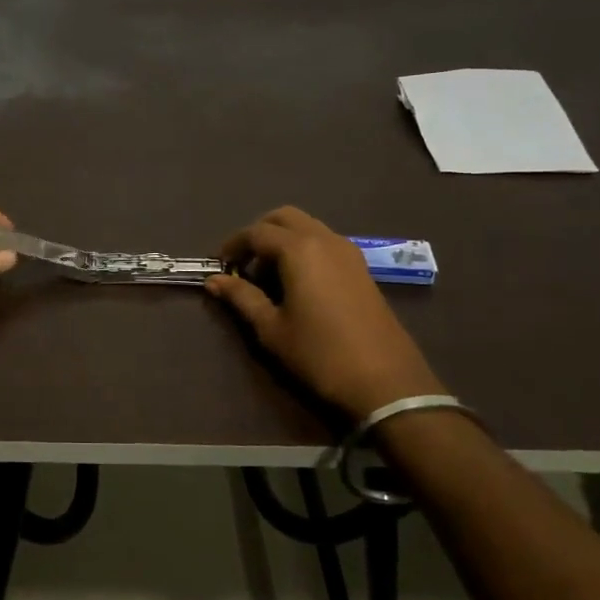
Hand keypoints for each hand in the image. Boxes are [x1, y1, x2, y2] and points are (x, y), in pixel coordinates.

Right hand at [206, 206, 444, 418]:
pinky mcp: (362, 268)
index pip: (256, 232)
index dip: (233, 245)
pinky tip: (297, 282)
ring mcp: (348, 252)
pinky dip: (304, 248)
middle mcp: (325, 240)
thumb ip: (242, 297)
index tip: (219, 266)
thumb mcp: (272, 328)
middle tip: (243, 263)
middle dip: (259, 233)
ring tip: (268, 275)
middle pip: (284, 217)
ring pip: (308, 227)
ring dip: (283, 239)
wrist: (385, 381)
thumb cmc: (319, 354)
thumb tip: (214, 280)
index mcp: (299, 250)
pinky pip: (325, 242)